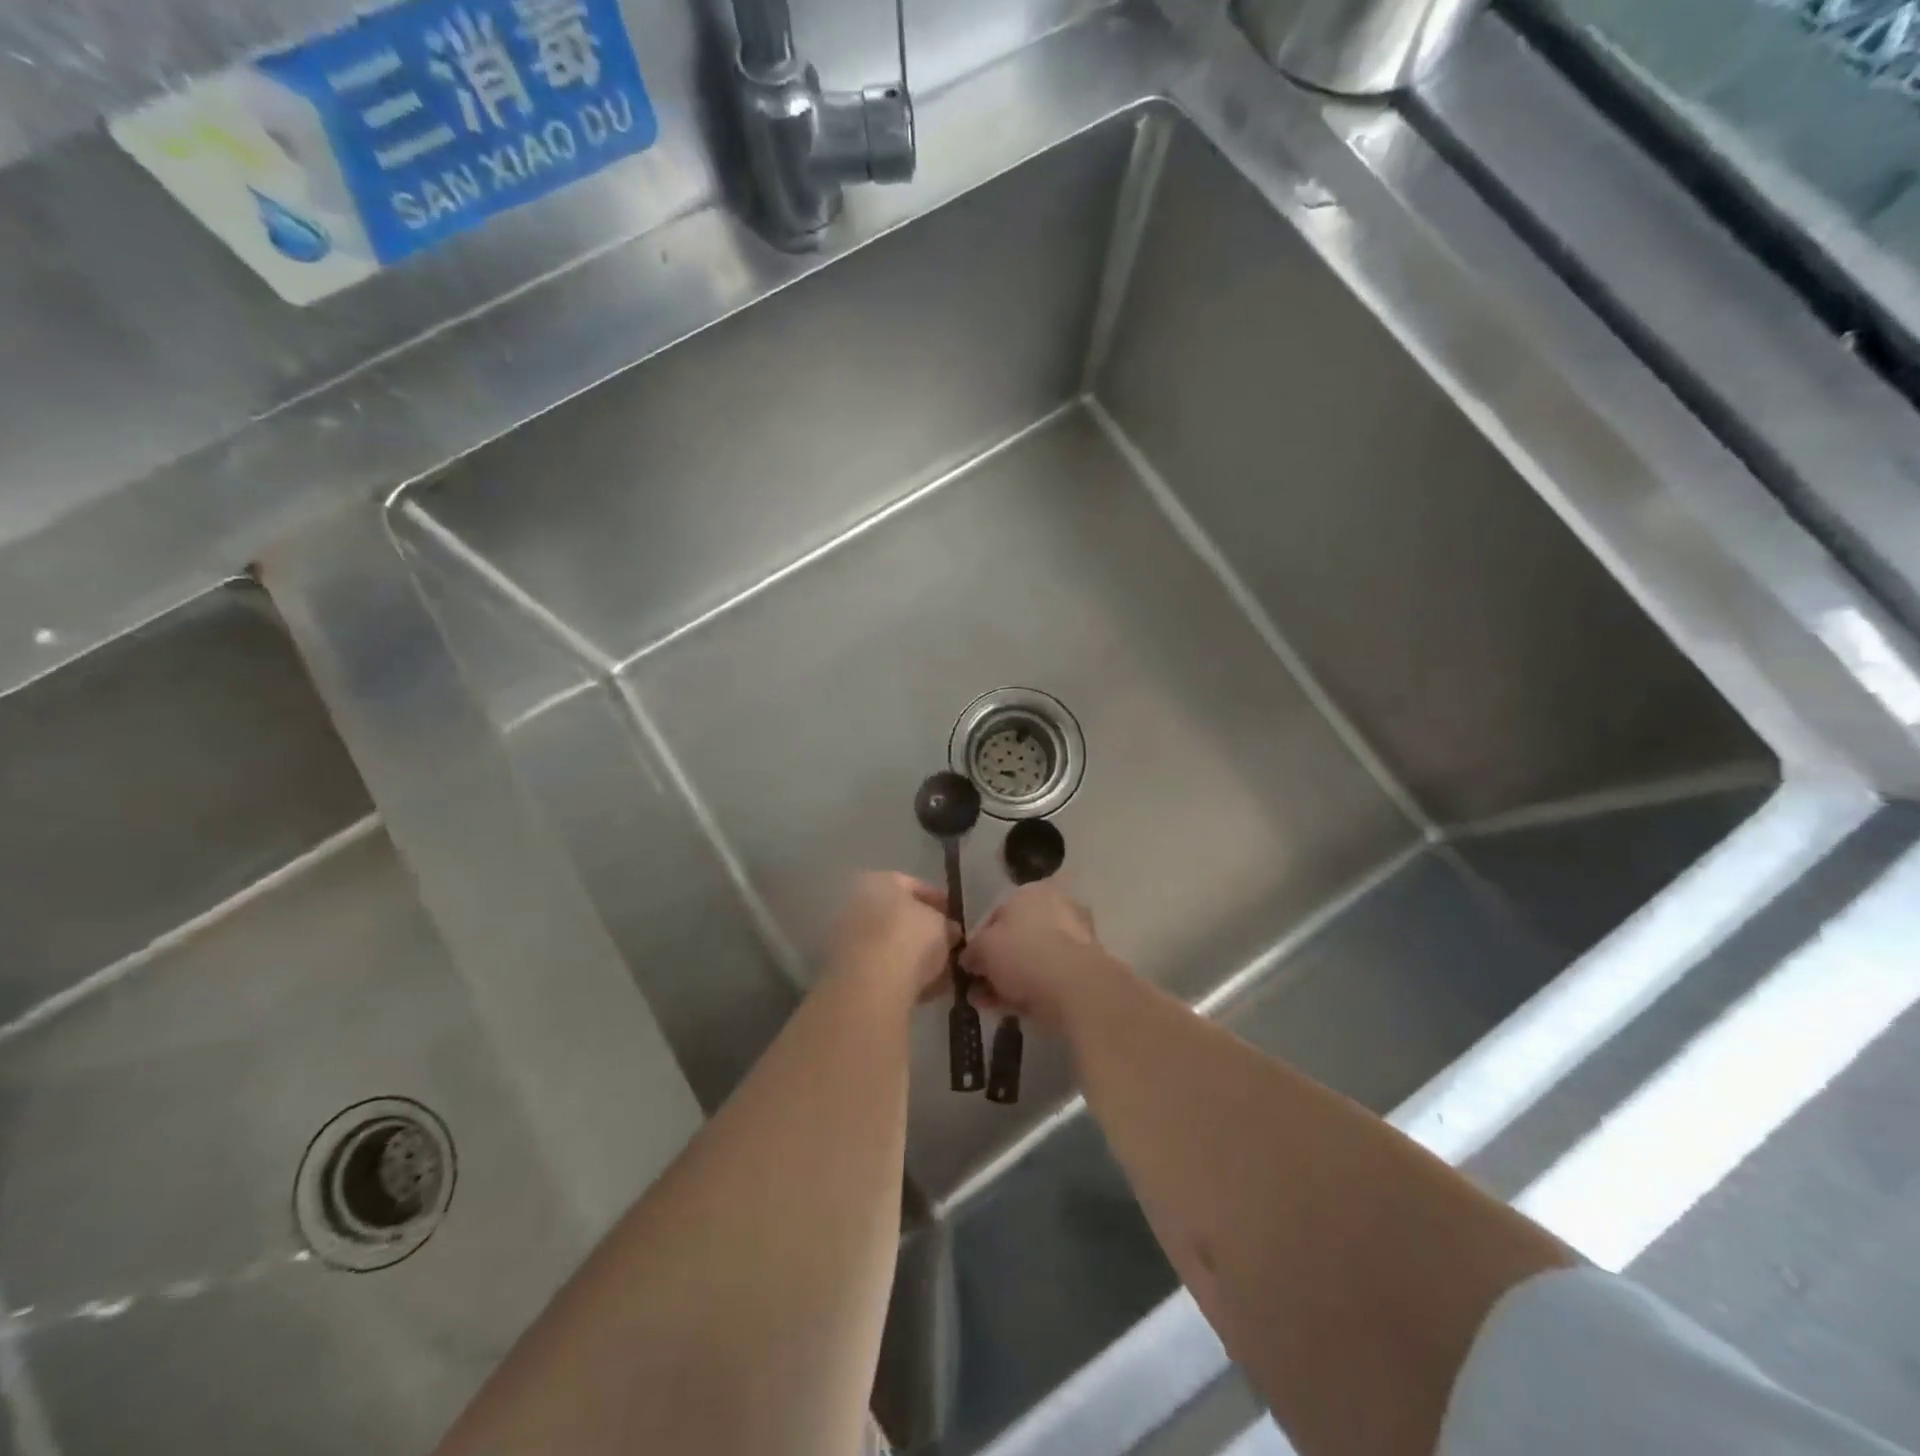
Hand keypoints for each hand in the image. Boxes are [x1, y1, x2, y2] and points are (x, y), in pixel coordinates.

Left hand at [825, 872, 952, 1006]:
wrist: (871, 984)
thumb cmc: (910, 939)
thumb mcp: (942, 925)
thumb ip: (946, 925)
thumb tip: (950, 931)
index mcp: (879, 881)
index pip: (914, 885)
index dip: (939, 901)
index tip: (955, 918)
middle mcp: (857, 903)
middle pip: (898, 916)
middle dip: (924, 931)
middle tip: (948, 945)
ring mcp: (848, 938)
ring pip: (890, 944)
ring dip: (914, 956)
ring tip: (942, 972)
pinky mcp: (846, 971)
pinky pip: (882, 968)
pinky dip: (902, 975)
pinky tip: (925, 989)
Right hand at [961, 881, 1116, 1030]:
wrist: (1072, 987)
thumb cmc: (1022, 952)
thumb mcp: (983, 947)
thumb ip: (972, 952)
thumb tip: (970, 960)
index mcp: (1033, 892)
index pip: (998, 913)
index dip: (980, 939)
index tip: (970, 963)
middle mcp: (1057, 908)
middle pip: (1017, 938)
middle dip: (994, 965)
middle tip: (977, 988)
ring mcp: (1074, 940)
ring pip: (1031, 961)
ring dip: (1007, 982)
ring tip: (986, 1004)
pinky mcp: (1084, 970)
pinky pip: (1047, 978)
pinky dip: (1027, 992)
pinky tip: (1008, 1011)